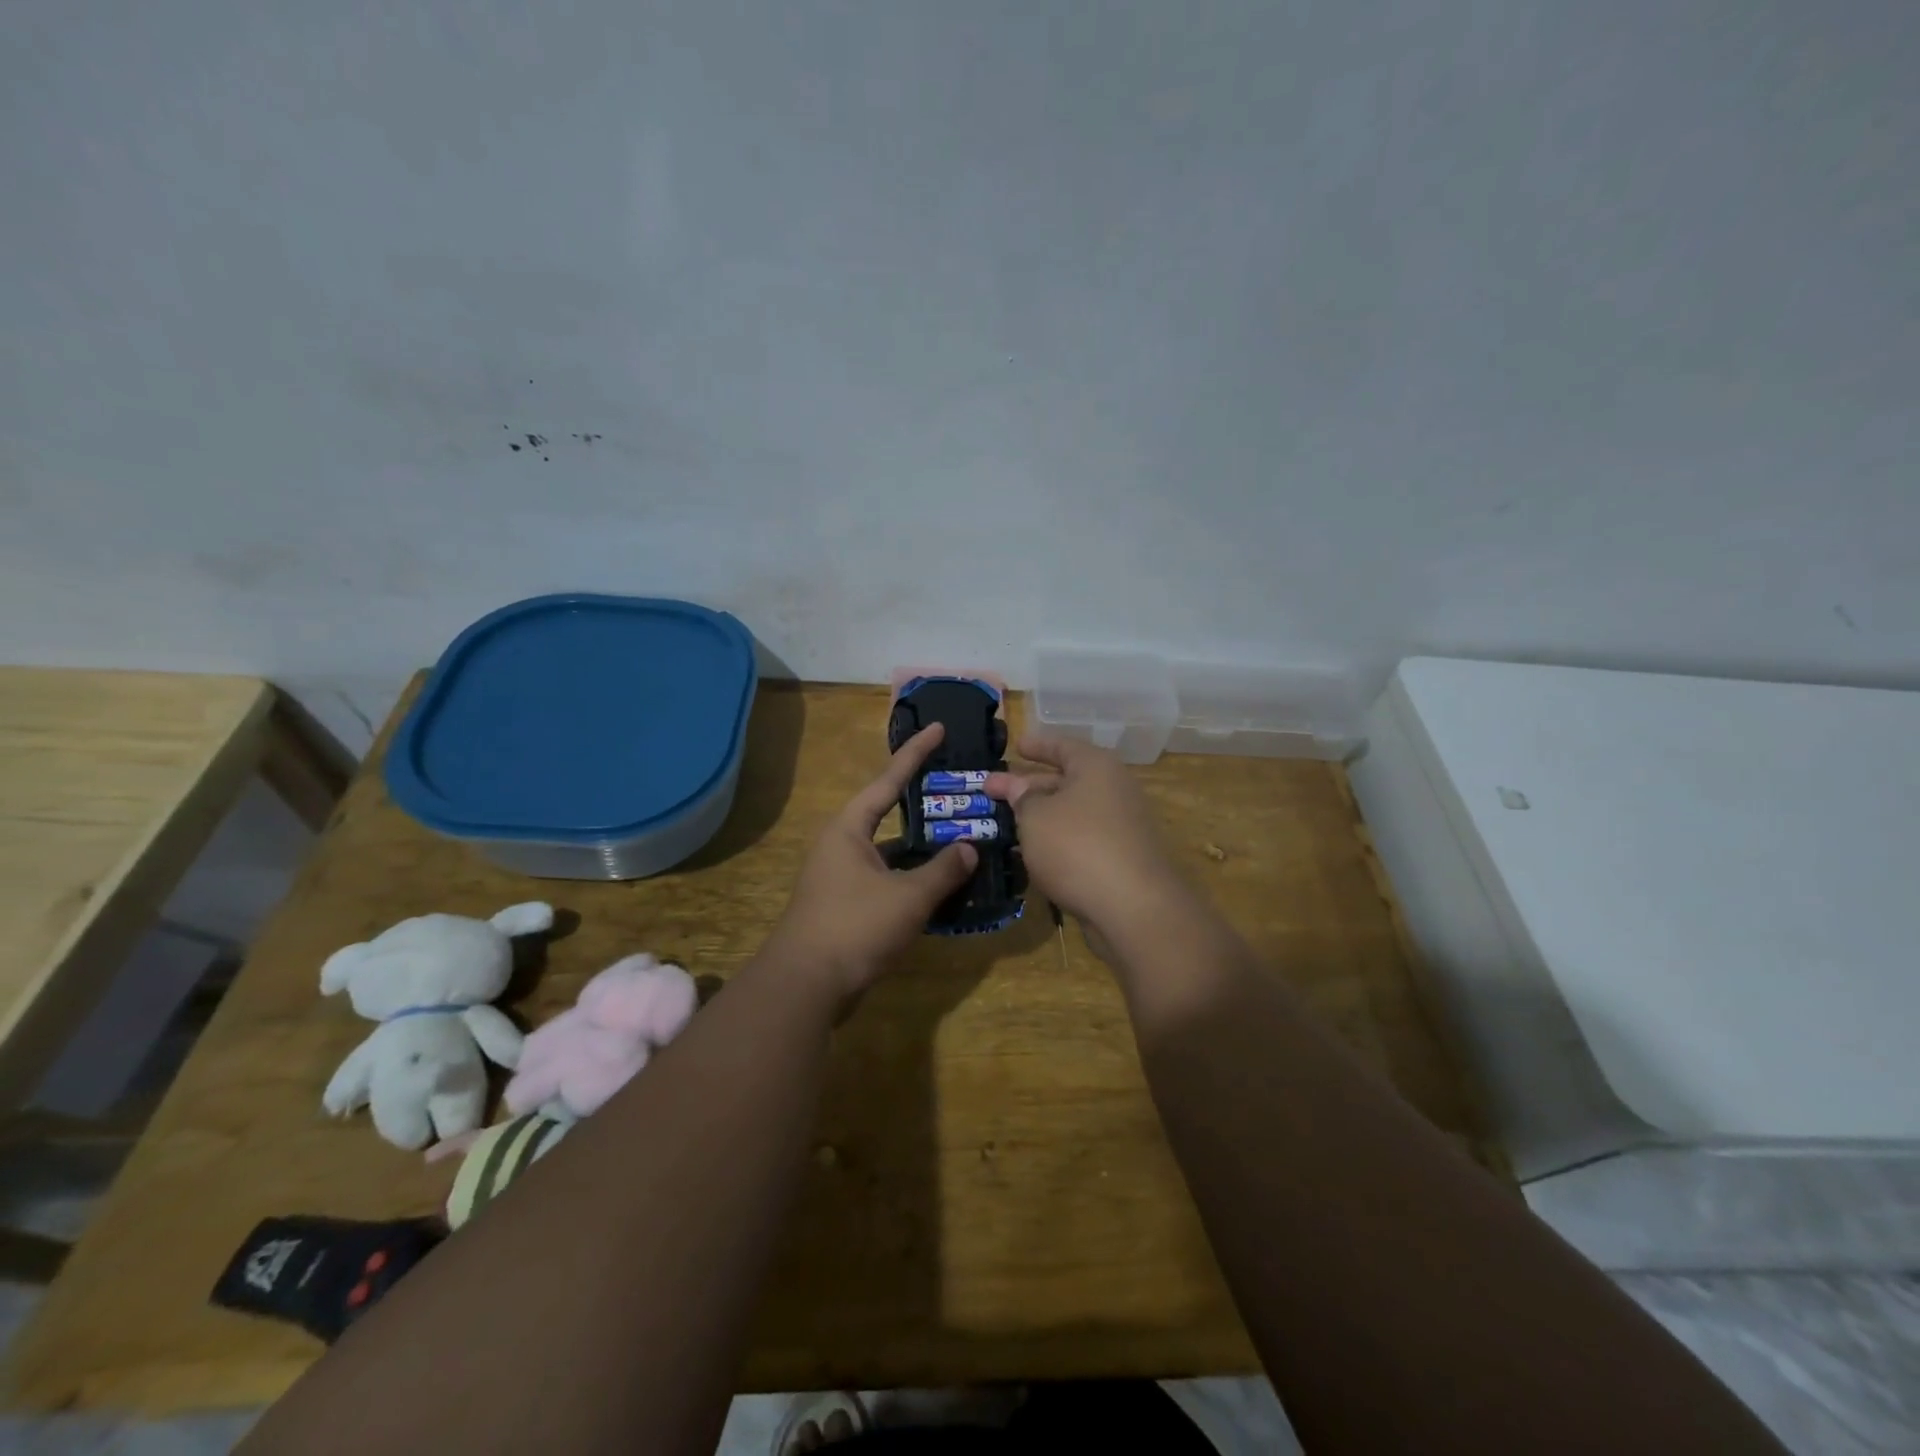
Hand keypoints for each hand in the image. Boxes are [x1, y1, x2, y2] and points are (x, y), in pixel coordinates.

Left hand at [766, 724, 977, 1002]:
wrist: (804, 986)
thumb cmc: (854, 927)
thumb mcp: (908, 896)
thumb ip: (943, 871)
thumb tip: (969, 849)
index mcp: (849, 828)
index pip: (889, 780)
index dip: (915, 753)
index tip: (938, 728)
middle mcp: (842, 845)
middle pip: (889, 815)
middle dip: (924, 806)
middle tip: (959, 792)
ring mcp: (841, 877)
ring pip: (891, 853)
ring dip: (922, 850)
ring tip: (962, 841)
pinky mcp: (846, 906)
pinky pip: (887, 880)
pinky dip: (913, 880)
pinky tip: (942, 888)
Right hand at [985, 734, 1184, 945]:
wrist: (1133, 907)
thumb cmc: (1077, 846)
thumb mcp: (1036, 817)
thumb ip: (1023, 799)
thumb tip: (1019, 788)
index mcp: (1096, 767)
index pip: (1062, 746)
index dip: (1037, 745)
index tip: (1016, 745)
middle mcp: (1114, 790)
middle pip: (1066, 780)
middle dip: (1028, 785)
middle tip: (993, 791)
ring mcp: (1121, 826)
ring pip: (1072, 812)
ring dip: (1041, 816)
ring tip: (1007, 823)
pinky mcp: (1121, 859)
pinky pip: (1082, 839)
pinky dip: (1057, 840)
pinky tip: (1033, 853)